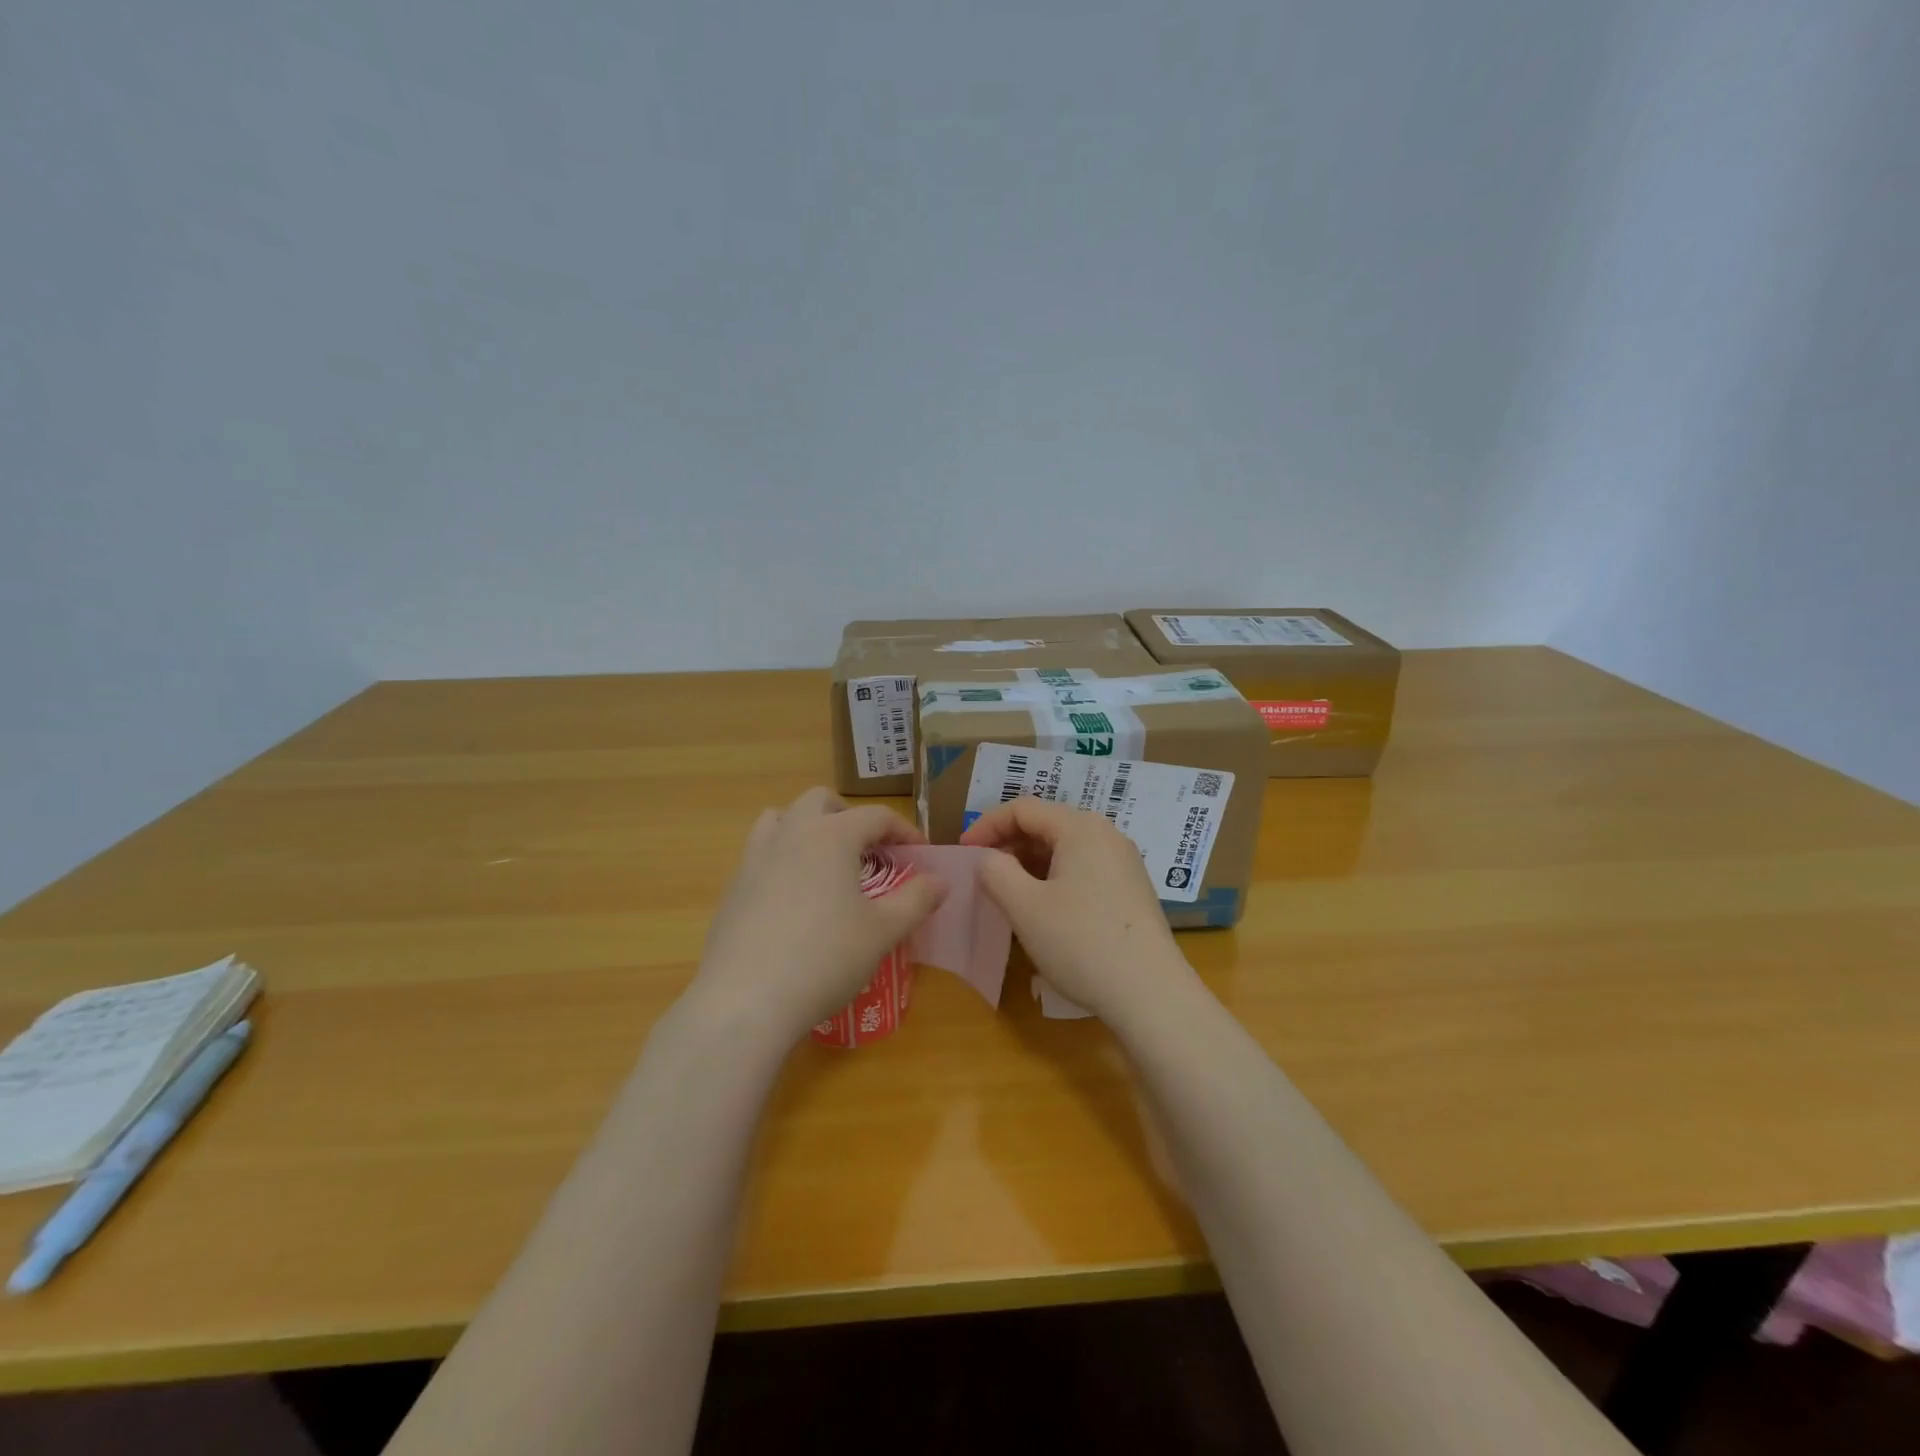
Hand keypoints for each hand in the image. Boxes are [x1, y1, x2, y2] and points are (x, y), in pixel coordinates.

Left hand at [690, 788, 945, 1045]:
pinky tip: (793, 900)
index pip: (875, 815)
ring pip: (781, 819)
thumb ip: (916, 900)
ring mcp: (755, 858)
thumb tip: (941, 881)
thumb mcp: (882, 931)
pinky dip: (782, 859)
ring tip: (825, 863)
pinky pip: (760, 854)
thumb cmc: (825, 958)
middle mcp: (791, 834)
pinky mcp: (733, 888)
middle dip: (848, 816)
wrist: (745, 999)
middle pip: (820, 801)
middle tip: (868, 850)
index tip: (919, 852)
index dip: (903, 829)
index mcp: (831, 836)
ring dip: (807, 828)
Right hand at [960, 798, 1194, 1022]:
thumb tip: (989, 859)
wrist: (1150, 994)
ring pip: (1065, 849)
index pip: (1023, 809)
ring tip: (1008, 893)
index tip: (963, 852)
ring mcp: (1123, 863)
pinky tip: (1043, 909)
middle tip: (982, 874)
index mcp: (1081, 828)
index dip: (987, 825)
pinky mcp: (1130, 890)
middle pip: (1046, 825)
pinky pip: (1083, 869)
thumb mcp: (1024, 906)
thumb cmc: (1081, 943)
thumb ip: (995, 871)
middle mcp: (1106, 835)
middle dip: (1008, 844)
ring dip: (1030, 864)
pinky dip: (1054, 878)